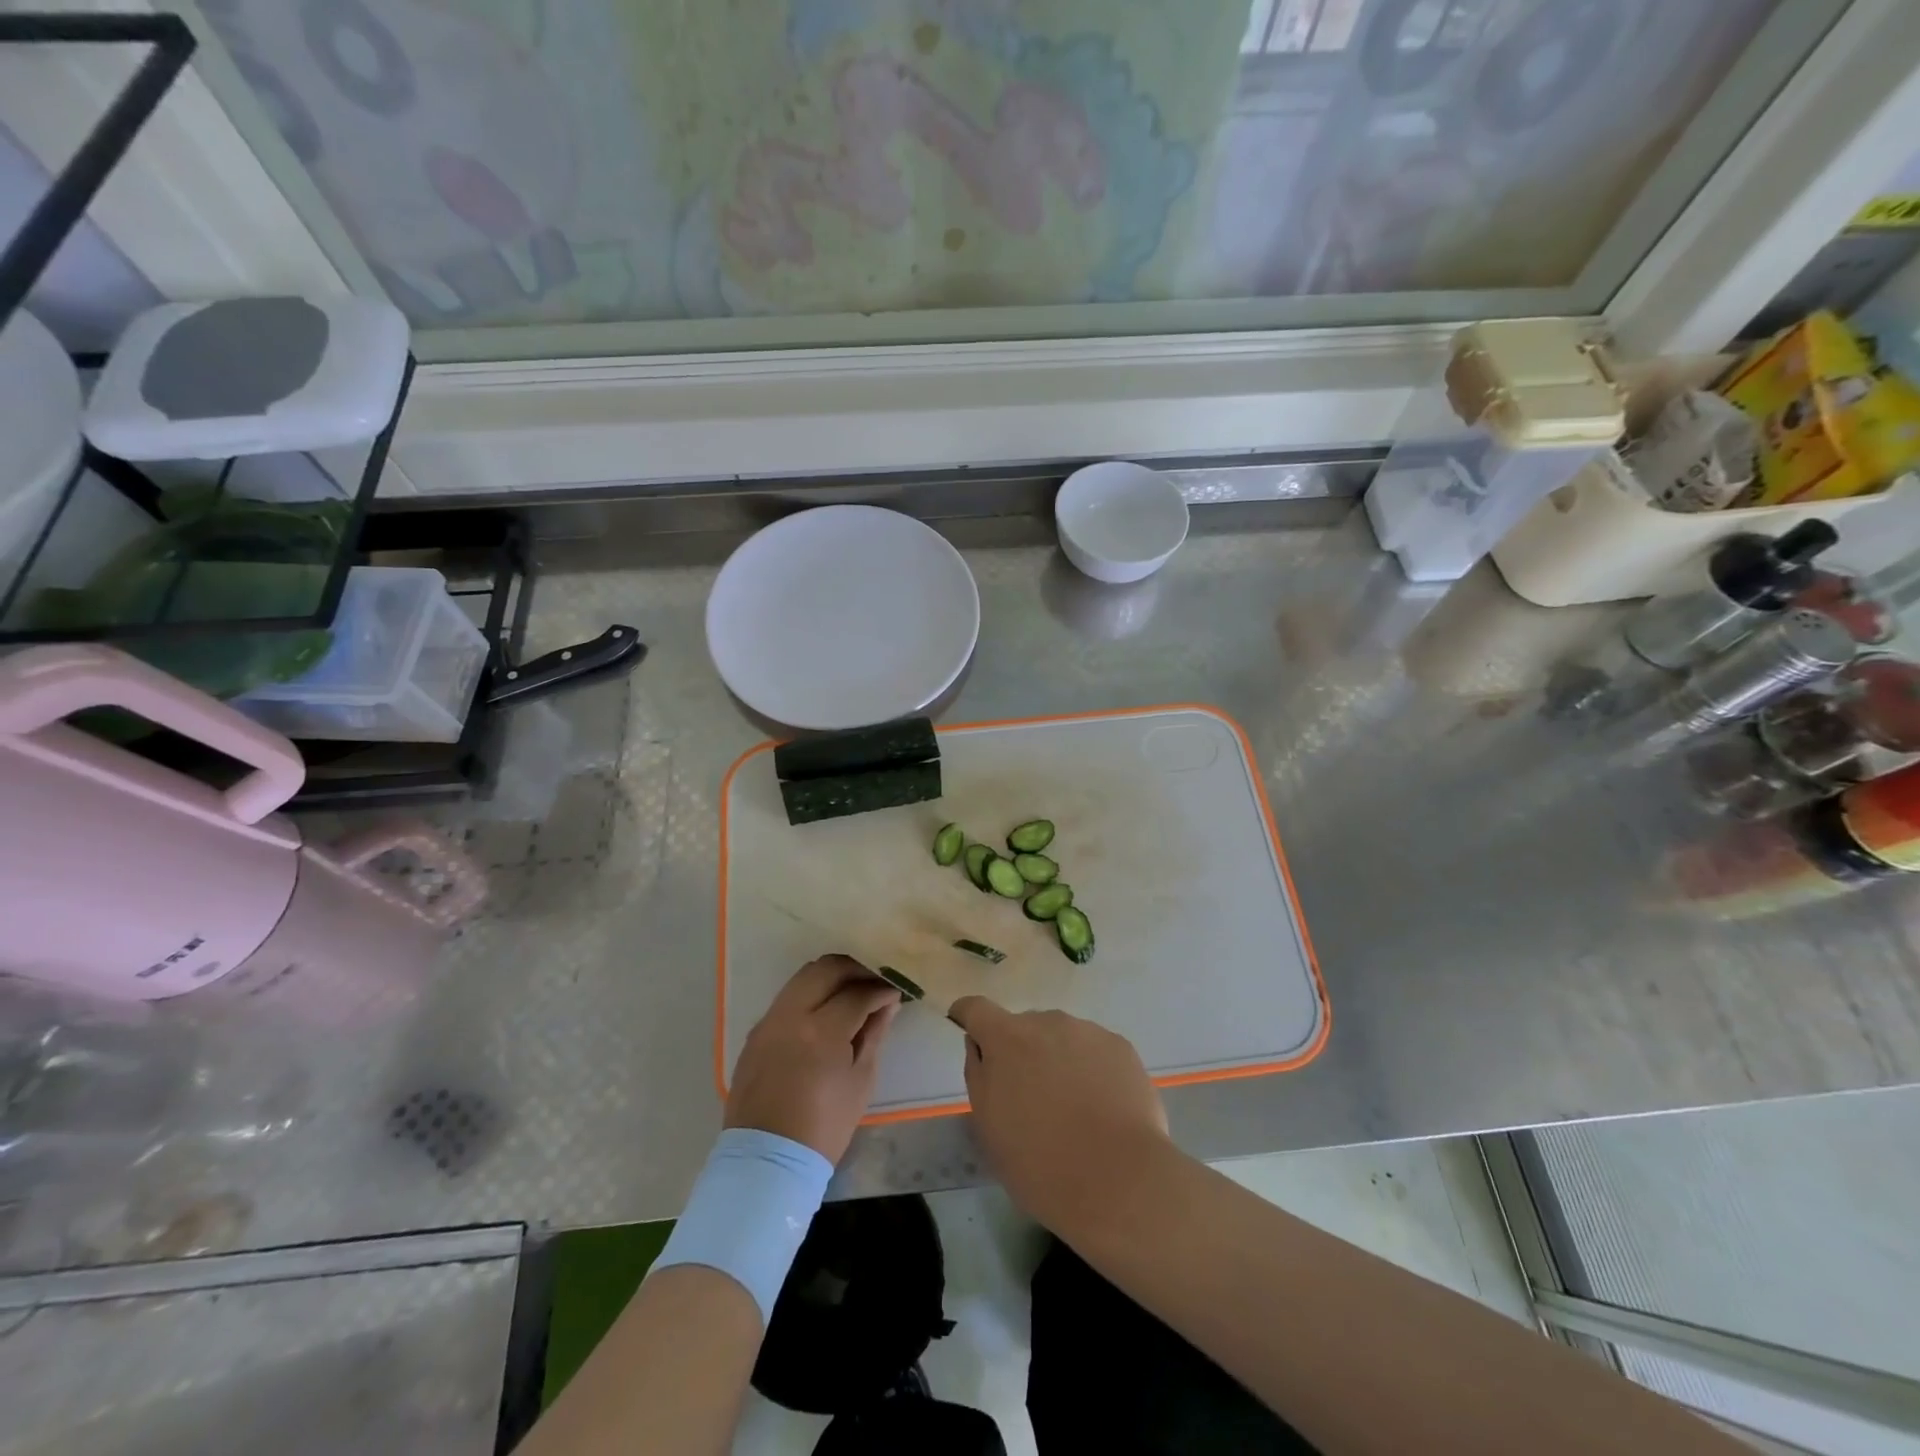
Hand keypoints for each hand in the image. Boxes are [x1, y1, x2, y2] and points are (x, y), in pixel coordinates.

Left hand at [726, 955, 900, 1163]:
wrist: (767, 1162)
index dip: (880, 989)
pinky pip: (786, 998)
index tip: (894, 992)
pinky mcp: (755, 1033)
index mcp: (821, 1031)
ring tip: (851, 991)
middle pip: (825, 969)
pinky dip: (809, 994)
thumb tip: (887, 1004)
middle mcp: (790, 1015)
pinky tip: (824, 1011)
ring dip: (830, 977)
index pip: (857, 993)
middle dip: (854, 969)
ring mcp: (768, 1022)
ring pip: (802, 977)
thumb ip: (874, 1034)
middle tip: (873, 981)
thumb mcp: (860, 1081)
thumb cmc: (824, 1127)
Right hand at [947, 997, 1169, 1234]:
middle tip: (1031, 1098)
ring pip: (1062, 1038)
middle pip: (1024, 1027)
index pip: (976, 1009)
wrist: (1119, 1181)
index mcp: (1007, 1038)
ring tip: (1073, 1109)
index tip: (966, 1028)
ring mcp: (1088, 1031)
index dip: (967, 1016)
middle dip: (1021, 1052)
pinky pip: (1095, 1051)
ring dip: (1058, 1060)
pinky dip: (1091, 1070)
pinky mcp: (1121, 1047)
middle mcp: (1047, 1022)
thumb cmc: (1040, 1162)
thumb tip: (980, 1045)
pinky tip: (1102, 1109)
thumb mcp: (989, 1127)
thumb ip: (979, 1075)